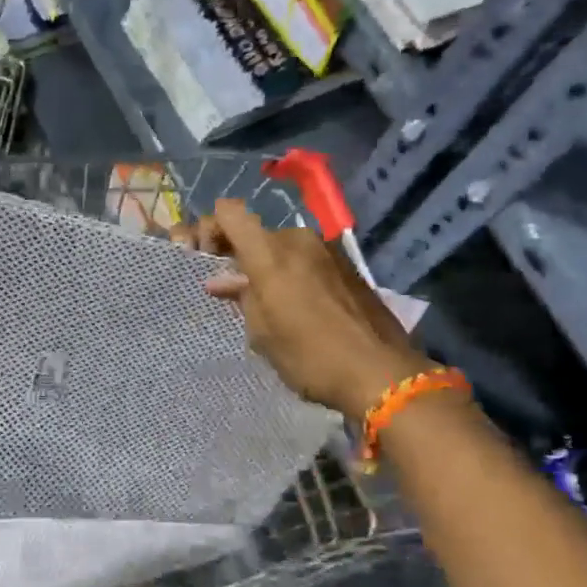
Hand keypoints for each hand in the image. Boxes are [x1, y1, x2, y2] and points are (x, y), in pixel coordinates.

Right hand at [172, 199, 433, 418]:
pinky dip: (293, 274)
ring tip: (267, 303)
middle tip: (232, 290)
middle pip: (256, 232)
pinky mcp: (348, 267)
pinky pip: (306, 260)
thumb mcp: (262, 332)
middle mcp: (298, 240)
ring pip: (283, 248)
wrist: (381, 374)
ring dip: (268, 267)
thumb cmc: (309, 355)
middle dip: (239, 255)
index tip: (204, 257)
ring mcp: (327, 251)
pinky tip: (297, 306)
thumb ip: (240, 297)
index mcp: (270, 252)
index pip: (229, 212)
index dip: (210, 227)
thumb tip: (220, 281)